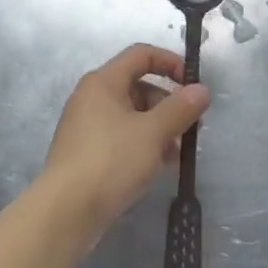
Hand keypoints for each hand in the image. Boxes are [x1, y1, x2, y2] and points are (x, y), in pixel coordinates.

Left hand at [43, 44, 210, 234]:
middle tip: (191, 128)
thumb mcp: (152, 133)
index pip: (141, 55)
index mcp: (104, 81)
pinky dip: (142, 145)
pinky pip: (121, 137)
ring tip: (178, 153)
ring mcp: (87, 126)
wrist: (65, 212)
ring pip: (131, 115)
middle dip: (168, 104)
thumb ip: (180, 108)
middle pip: (138, 86)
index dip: (170, 63)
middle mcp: (92, 97)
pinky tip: (159, 166)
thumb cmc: (111, 161)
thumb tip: (202, 90)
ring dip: (158, 128)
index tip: (193, 85)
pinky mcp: (86, 153)